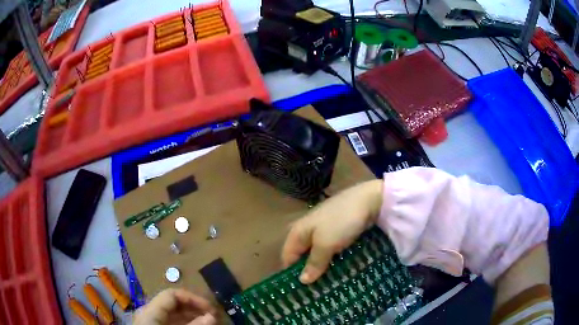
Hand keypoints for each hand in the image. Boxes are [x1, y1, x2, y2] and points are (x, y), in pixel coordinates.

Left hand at [133, 289, 216, 324]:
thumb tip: (212, 316)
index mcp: (150, 311)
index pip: (172, 295)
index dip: (193, 299)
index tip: (211, 309)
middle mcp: (149, 312)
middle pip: (173, 304)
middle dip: (194, 309)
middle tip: (213, 318)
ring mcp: (150, 321)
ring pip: (173, 315)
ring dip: (191, 318)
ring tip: (208, 324)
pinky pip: (170, 323)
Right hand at [282, 180, 382, 283]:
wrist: (368, 199)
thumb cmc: (341, 222)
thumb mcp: (326, 244)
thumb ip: (314, 263)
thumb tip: (302, 281)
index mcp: (298, 231)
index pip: (287, 256)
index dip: (292, 273)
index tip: (300, 290)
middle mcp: (306, 229)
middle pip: (301, 254)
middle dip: (308, 270)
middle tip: (316, 287)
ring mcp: (322, 228)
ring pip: (316, 252)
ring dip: (321, 265)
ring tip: (327, 280)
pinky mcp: (336, 229)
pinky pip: (328, 247)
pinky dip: (331, 257)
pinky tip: (337, 266)